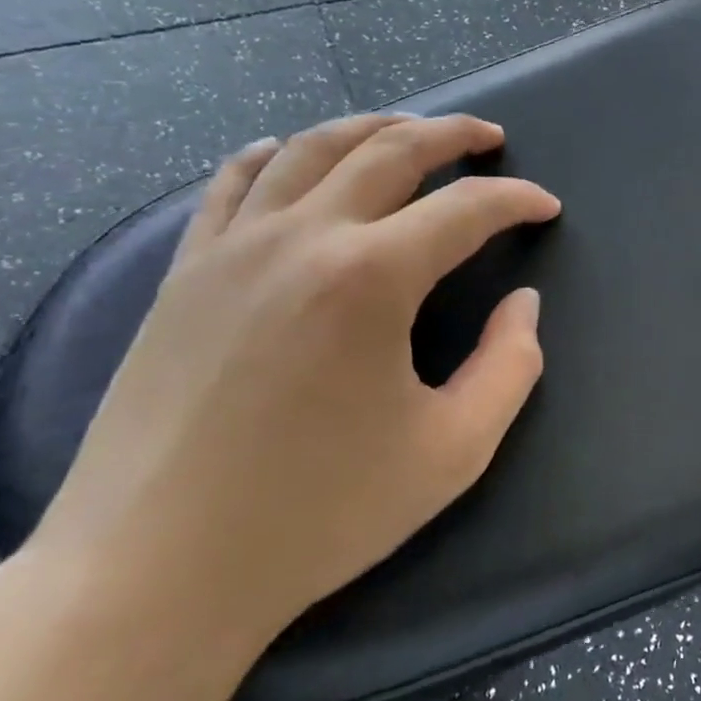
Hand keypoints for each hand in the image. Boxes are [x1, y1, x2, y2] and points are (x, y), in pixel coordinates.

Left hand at [17, 112, 561, 665]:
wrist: (153, 573)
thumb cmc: (318, 514)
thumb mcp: (454, 451)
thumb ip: (511, 366)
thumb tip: (523, 304)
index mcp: (372, 278)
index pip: (465, 209)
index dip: (516, 201)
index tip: (546, 207)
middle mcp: (301, 239)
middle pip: (389, 150)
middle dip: (451, 135)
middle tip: (489, 139)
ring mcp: (231, 248)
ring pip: (310, 149)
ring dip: (372, 127)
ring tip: (410, 130)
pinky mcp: (183, 273)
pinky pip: (233, 182)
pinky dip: (278, 153)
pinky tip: (295, 153)